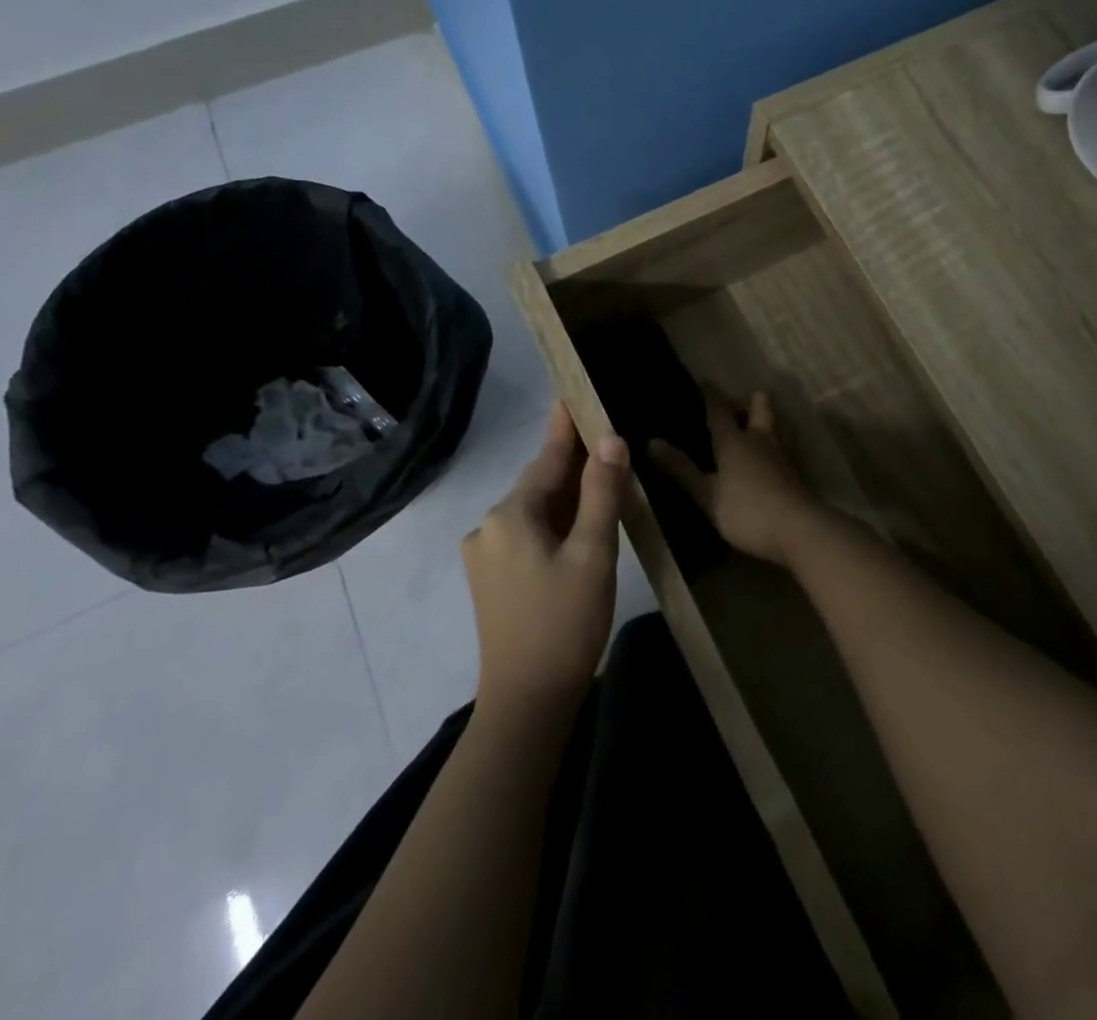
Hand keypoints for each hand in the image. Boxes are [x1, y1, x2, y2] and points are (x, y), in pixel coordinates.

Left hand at [464, 403, 626, 714]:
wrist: (526, 704)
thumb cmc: (564, 624)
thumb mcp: (593, 554)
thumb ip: (601, 492)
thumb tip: (610, 438)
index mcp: (510, 515)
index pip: (546, 457)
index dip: (566, 425)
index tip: (575, 392)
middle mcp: (490, 526)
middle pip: (539, 483)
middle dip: (571, 461)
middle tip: (604, 434)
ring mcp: (486, 554)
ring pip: (535, 509)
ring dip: (566, 493)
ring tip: (599, 473)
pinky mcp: (491, 579)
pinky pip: (528, 533)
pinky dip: (555, 520)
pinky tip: (579, 523)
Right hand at [648, 389, 823, 566]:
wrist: (797, 530)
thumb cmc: (745, 510)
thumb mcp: (706, 494)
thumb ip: (681, 469)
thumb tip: (651, 442)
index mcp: (734, 441)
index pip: (719, 410)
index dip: (711, 395)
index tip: (705, 382)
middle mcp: (760, 440)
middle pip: (761, 406)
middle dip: (752, 399)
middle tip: (741, 402)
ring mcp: (782, 455)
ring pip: (779, 425)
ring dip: (770, 419)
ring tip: (759, 424)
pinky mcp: (796, 473)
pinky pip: (787, 447)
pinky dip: (779, 444)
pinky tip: (774, 457)